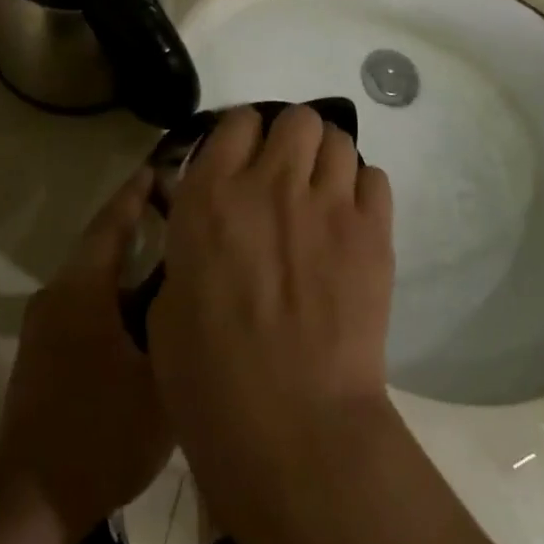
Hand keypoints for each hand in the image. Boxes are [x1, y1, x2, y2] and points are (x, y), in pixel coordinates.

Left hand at [0, 168, 172, 536]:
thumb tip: (195, 283)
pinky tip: (144, 312)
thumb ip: (179, 321)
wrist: (30, 499)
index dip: (136, 193)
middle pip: (101, 245)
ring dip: (128, 263)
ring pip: (93, 277)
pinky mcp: (43, 352)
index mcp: (82, 289)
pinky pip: (85, 303)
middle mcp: (57, 295)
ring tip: (172, 260)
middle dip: (138, 225)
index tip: (160, 167)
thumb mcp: (160, 376)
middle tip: (181, 214)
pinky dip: (114, 294)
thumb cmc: (101, 432)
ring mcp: (45, 325)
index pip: (111, 222)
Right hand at [148, 106, 396, 516]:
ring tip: (322, 196)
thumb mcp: (169, 302)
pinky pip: (375, 178)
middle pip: (297, 118)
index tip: (243, 160)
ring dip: (328, 160)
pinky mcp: (372, 231)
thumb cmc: (209, 379)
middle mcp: (270, 183)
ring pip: (339, 139)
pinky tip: (351, 223)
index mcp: (210, 196)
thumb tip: (210, 229)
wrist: (292, 426)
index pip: (237, 122)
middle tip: (287, 176)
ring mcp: (327, 203)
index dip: (242, 137)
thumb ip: (190, 247)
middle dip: (292, 139)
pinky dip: (362, 191)